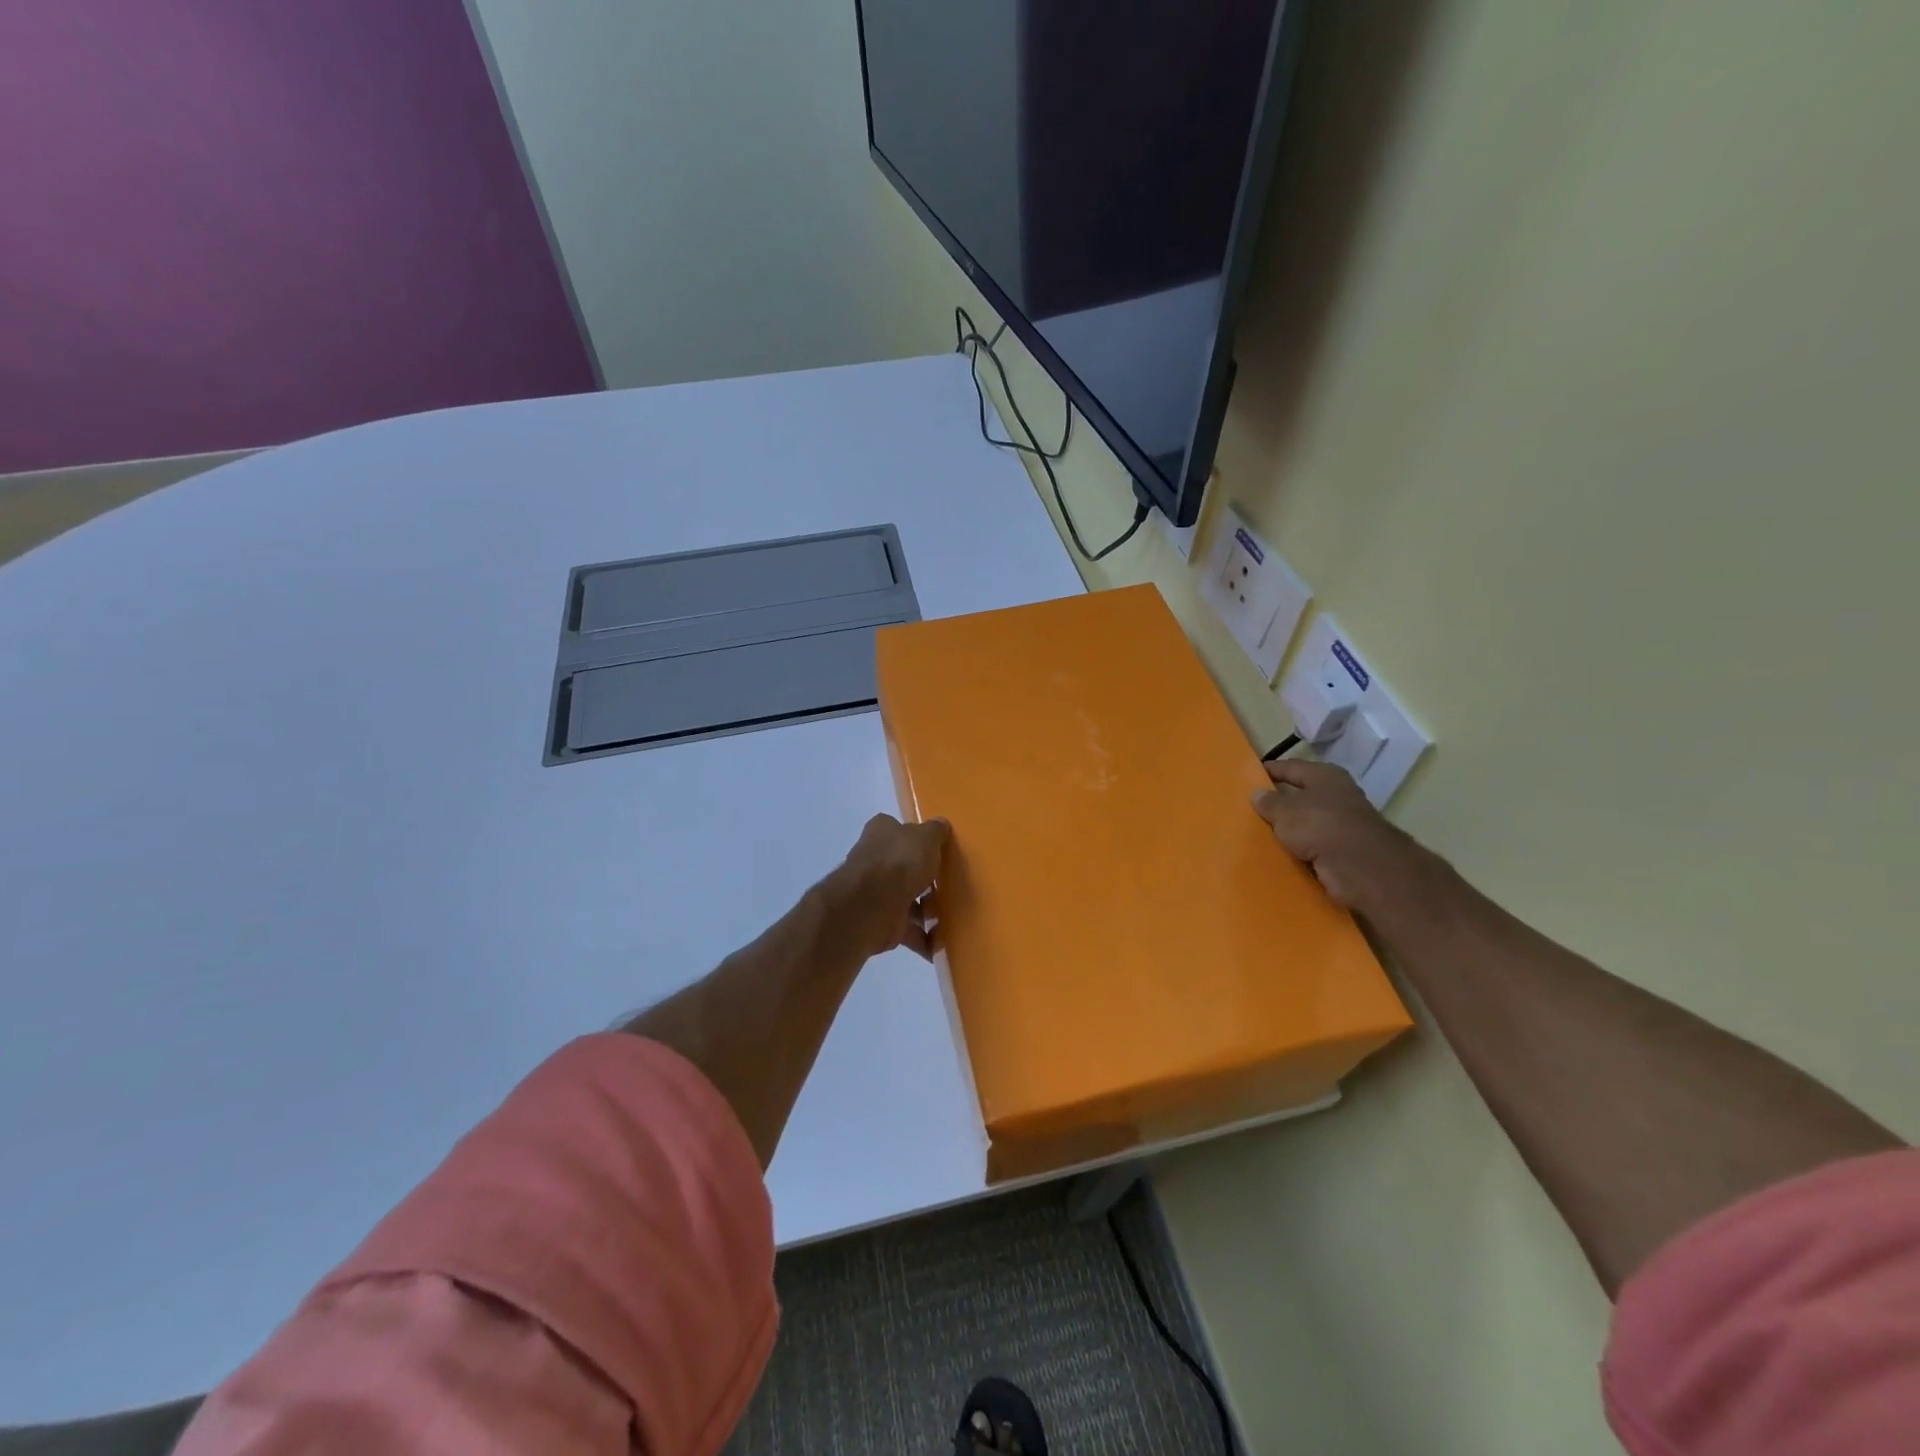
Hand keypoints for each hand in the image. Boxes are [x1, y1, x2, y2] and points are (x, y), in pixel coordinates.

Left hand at [828, 813, 950, 958]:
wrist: (871, 906)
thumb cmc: (899, 862)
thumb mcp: (926, 837)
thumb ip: (935, 832)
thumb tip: (941, 825)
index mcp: (881, 832)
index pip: (899, 830)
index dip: (917, 839)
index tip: (938, 850)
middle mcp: (874, 860)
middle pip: (903, 867)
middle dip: (924, 878)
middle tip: (951, 885)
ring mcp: (875, 893)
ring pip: (906, 899)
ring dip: (926, 911)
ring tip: (952, 917)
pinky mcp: (881, 922)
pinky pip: (908, 930)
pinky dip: (923, 938)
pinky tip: (942, 942)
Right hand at [1252, 760, 1423, 911]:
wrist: (1360, 866)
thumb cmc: (1320, 824)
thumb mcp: (1285, 810)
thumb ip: (1269, 802)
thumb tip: (1257, 793)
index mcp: (1325, 776)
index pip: (1291, 767)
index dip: (1269, 770)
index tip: (1248, 776)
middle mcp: (1336, 796)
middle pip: (1300, 795)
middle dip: (1278, 802)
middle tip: (1249, 807)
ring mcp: (1342, 824)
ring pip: (1306, 822)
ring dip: (1288, 829)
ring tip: (1258, 832)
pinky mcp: (1343, 850)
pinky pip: (1311, 845)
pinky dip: (1297, 849)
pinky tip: (1277, 853)